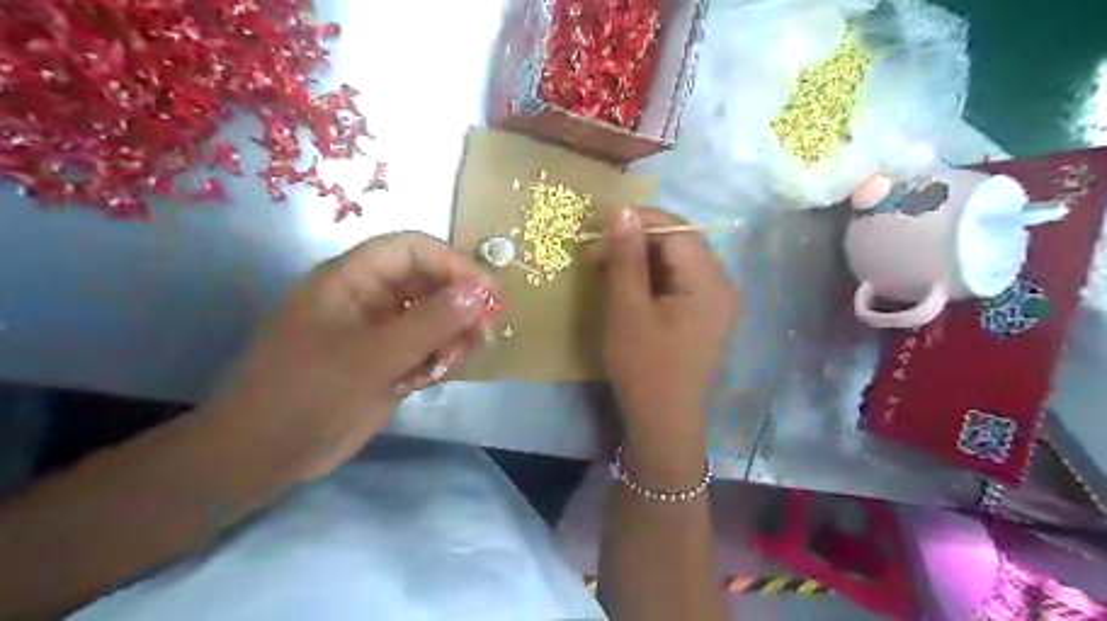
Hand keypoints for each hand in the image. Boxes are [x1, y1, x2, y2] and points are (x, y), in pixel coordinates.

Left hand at [204, 233, 498, 479]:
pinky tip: (430, 380)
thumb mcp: (372, 357)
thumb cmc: (308, 394)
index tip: (488, 294)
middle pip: (431, 282)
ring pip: (436, 317)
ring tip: (449, 365)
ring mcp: (381, 330)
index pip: (413, 250)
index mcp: (353, 279)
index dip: (453, 264)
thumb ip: (429, 322)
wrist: (267, 455)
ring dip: (453, 337)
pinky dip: (440, 359)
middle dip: (460, 306)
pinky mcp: (389, 359)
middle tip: (485, 334)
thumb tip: (480, 292)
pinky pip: (429, 346)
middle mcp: (371, 297)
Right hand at [597, 208, 732, 485]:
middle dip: (638, 239)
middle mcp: (722, 284)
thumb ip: (626, 257)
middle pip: (680, 242)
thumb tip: (621, 211)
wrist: (664, 423)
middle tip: (598, 250)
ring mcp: (717, 300)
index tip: (600, 224)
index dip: (638, 219)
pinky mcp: (706, 315)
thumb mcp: (627, 309)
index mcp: (709, 281)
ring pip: (678, 260)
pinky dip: (653, 277)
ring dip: (642, 258)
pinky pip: (680, 281)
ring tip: (607, 267)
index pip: (676, 229)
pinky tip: (629, 286)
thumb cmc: (644, 367)